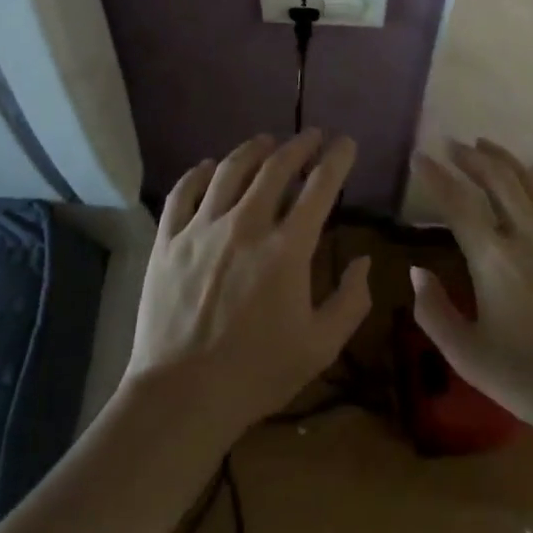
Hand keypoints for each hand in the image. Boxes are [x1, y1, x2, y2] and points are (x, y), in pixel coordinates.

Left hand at [123, 130, 370, 447]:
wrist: (181, 396)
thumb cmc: (257, 373)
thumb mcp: (321, 347)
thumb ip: (350, 301)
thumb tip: (363, 262)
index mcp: (287, 249)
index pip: (319, 187)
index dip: (337, 159)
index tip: (345, 143)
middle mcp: (245, 225)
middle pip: (275, 167)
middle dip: (299, 145)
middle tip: (312, 136)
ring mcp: (202, 228)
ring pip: (230, 170)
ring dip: (253, 150)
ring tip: (266, 141)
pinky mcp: (168, 240)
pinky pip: (184, 192)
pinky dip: (200, 172)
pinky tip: (210, 166)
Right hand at [411, 139, 532, 434]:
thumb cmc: (531, 380)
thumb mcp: (468, 357)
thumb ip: (434, 312)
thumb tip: (416, 271)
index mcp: (492, 258)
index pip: (457, 203)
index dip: (436, 176)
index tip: (421, 156)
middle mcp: (528, 235)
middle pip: (498, 180)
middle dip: (472, 157)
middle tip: (455, 144)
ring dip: (508, 160)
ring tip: (490, 147)